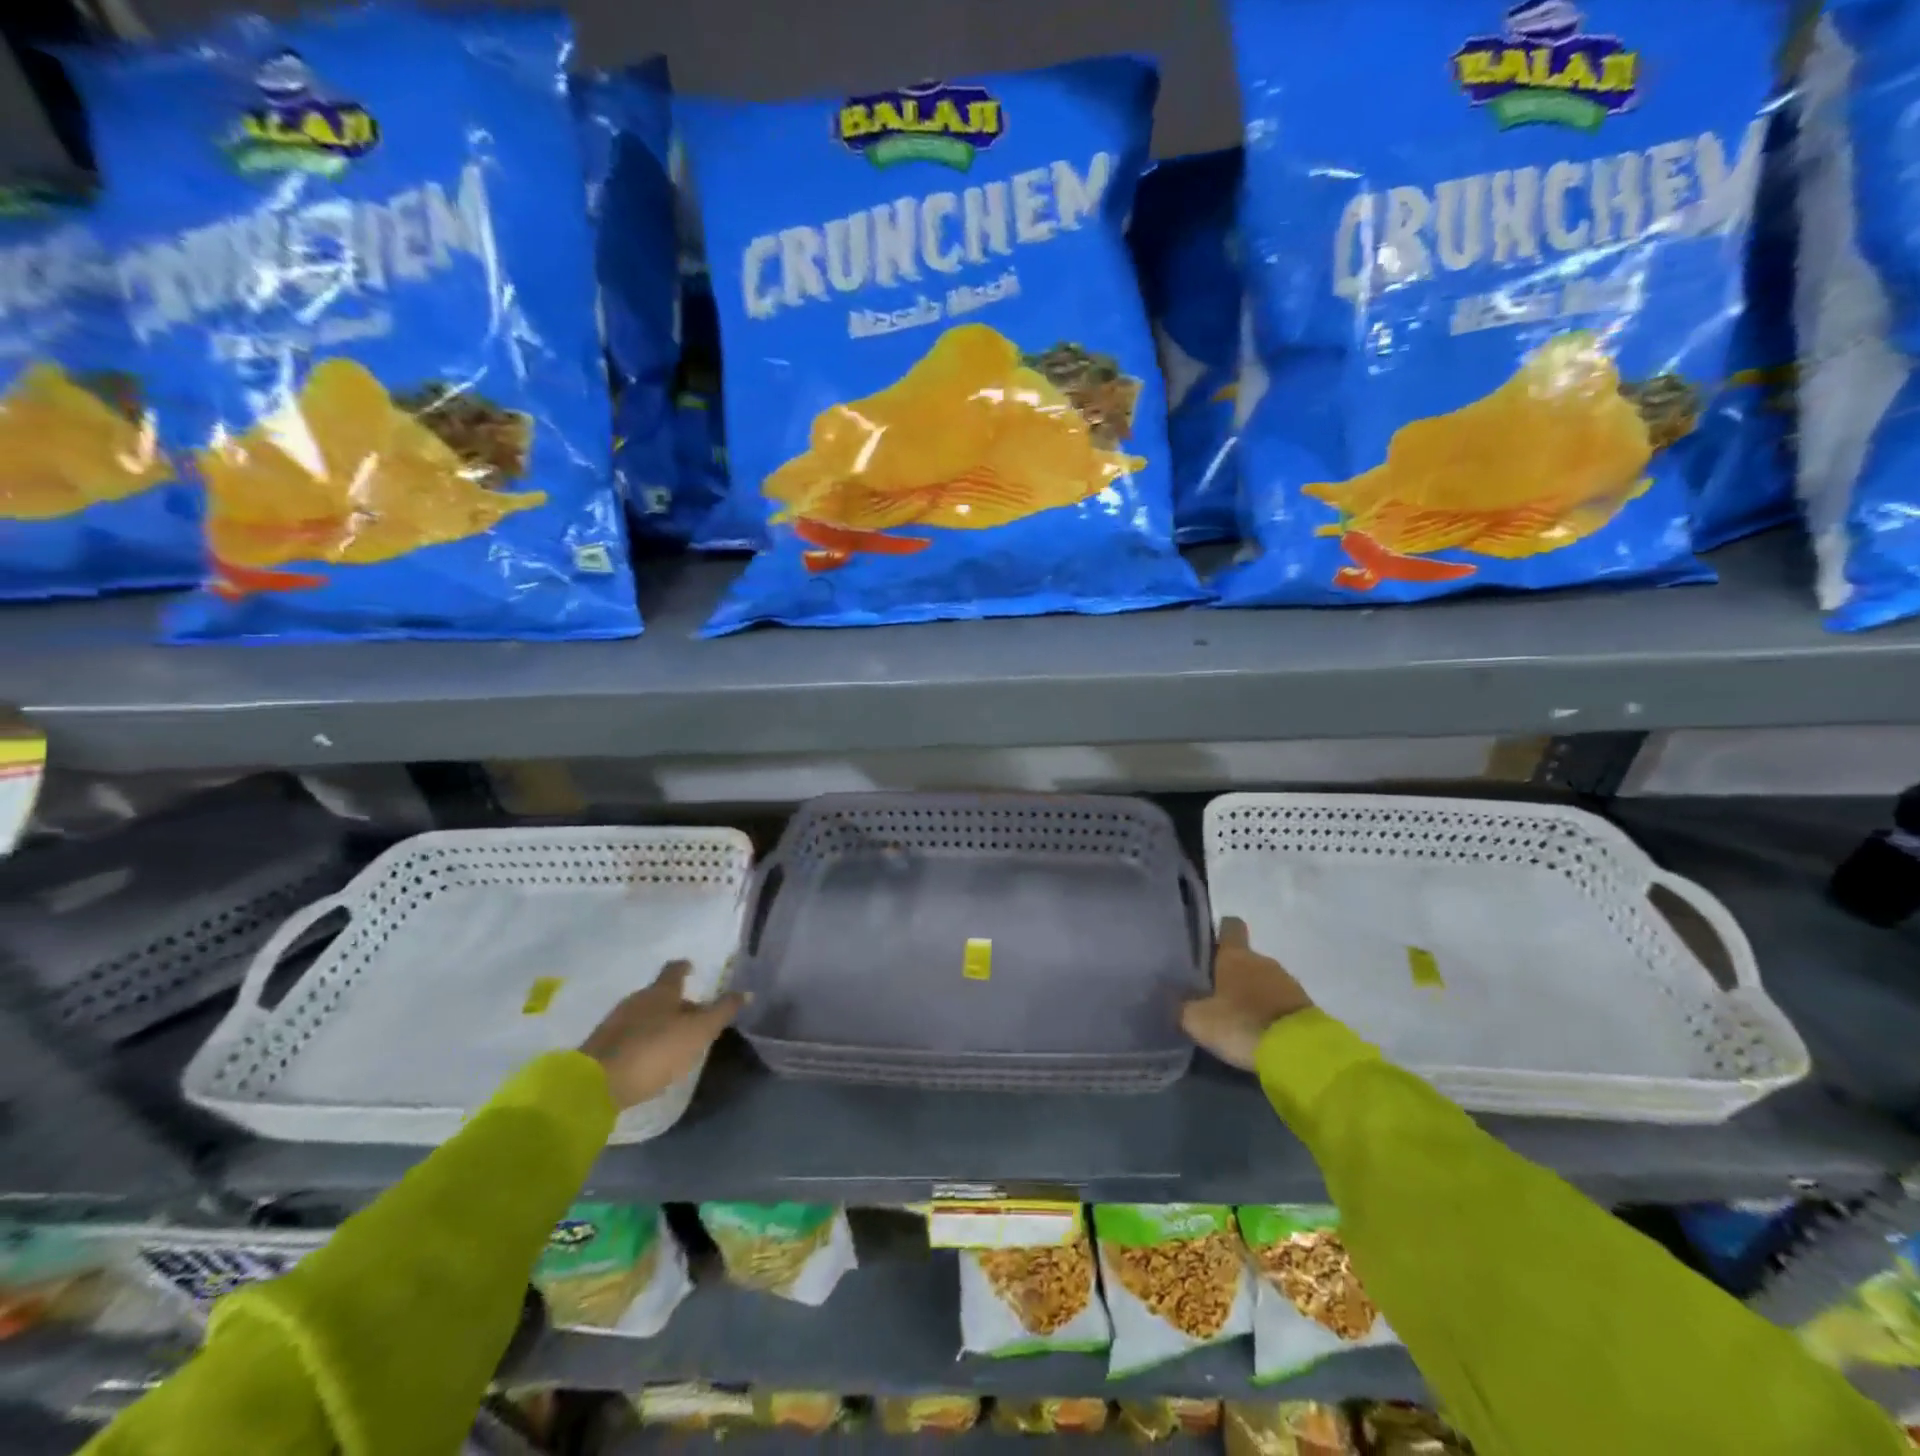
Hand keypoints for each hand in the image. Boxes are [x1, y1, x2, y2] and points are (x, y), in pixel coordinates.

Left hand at [580, 961, 746, 1109]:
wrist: (595, 1085)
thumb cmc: (655, 1050)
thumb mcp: (698, 1031)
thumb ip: (722, 1011)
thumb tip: (747, 991)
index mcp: (661, 991)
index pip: (675, 970)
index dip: (685, 967)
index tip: (692, 968)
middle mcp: (636, 999)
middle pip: (660, 994)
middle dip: (676, 1002)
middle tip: (694, 1015)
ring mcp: (615, 1022)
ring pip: (644, 1014)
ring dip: (659, 1022)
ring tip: (674, 1039)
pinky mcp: (601, 1046)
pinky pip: (629, 1035)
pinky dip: (643, 1040)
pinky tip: (649, 1057)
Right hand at [1180, 917, 1313, 1070]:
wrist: (1300, 1052)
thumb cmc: (1242, 1024)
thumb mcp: (1198, 1020)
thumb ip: (1183, 1006)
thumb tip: (1175, 1000)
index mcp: (1235, 955)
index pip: (1230, 926)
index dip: (1219, 932)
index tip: (1209, 945)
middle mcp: (1262, 960)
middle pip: (1244, 958)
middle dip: (1231, 973)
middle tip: (1214, 995)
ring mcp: (1287, 982)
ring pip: (1262, 980)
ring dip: (1252, 994)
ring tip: (1237, 1017)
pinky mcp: (1305, 1006)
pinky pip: (1279, 1001)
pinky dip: (1269, 1012)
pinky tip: (1258, 1030)